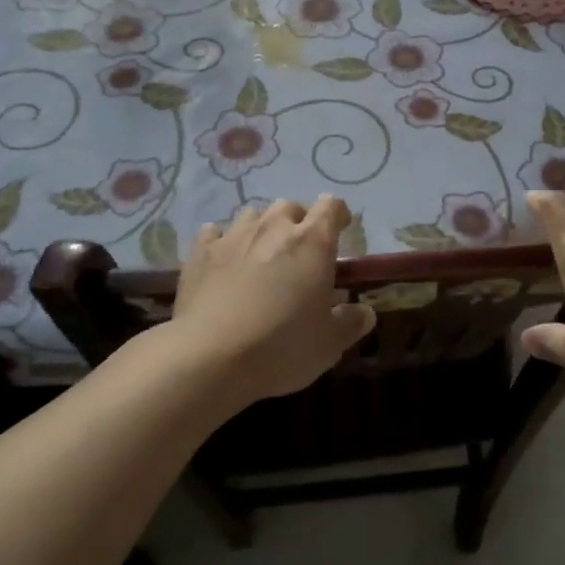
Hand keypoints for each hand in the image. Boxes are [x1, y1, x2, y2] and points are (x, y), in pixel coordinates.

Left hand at [171, 196, 374, 402]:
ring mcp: (233, 237)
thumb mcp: (330, 343)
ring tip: (262, 253)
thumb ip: (351, 323)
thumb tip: (365, 313)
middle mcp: (274, 228)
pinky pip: (213, 233)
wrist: (210, 357)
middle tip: (300, 250)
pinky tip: (222, 259)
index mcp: (313, 241)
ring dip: (261, 228)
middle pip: (290, 206)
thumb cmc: (282, 346)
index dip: (338, 214)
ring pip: (252, 215)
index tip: (342, 229)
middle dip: (298, 221)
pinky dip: (221, 241)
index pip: (331, 206)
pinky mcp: (200, 254)